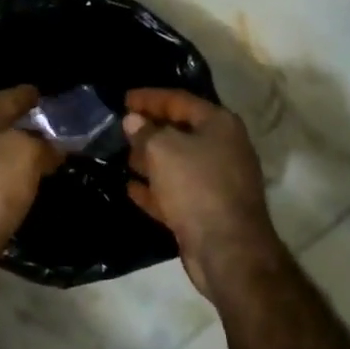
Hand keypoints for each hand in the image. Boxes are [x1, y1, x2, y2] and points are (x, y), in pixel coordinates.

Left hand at [0, 86, 60, 304]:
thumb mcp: (22, 154)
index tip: (43, 92)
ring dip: (20, 158)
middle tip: (55, 128)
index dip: (24, 94)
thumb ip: (41, 143)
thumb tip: (52, 147)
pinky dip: (15, 185)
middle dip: (24, 126)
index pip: (3, 100)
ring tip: (48, 159)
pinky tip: (29, 191)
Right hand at [124, 88, 280, 299]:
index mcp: (219, 124)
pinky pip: (177, 191)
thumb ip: (145, 131)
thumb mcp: (163, 150)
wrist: (228, 250)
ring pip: (178, 163)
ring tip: (122, 156)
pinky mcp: (208, 209)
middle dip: (150, 129)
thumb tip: (133, 121)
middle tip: (121, 128)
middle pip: (181, 131)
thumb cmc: (196, 186)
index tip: (123, 99)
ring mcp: (218, 181)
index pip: (179, 100)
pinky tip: (131, 188)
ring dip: (150, 159)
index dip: (149, 98)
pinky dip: (156, 188)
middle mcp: (223, 148)